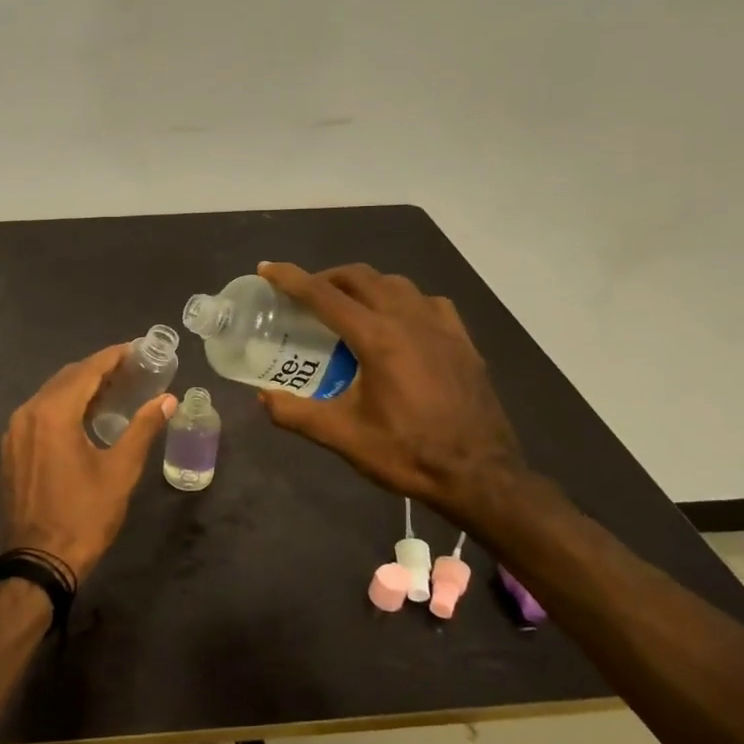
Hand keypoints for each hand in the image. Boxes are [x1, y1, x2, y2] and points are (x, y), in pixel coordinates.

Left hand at [2, 344, 175, 584]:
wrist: (39, 561)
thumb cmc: (84, 515)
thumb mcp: (120, 471)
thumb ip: (143, 428)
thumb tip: (168, 399)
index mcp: (53, 413)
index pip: (87, 371)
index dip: (114, 357)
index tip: (138, 349)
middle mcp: (28, 413)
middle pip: (66, 378)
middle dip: (98, 370)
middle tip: (131, 369)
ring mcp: (15, 432)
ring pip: (50, 395)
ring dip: (80, 388)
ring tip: (113, 390)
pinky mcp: (12, 449)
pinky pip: (39, 414)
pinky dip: (63, 407)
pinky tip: (84, 416)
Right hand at [256, 262, 525, 517]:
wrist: (480, 475)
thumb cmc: (408, 453)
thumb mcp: (343, 438)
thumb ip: (296, 414)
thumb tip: (263, 398)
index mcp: (377, 339)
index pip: (324, 296)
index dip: (291, 279)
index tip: (267, 268)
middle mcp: (409, 321)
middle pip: (361, 278)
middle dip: (327, 277)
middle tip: (304, 295)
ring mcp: (441, 328)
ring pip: (396, 284)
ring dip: (364, 285)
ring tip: (347, 306)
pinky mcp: (462, 341)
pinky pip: (427, 302)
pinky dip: (402, 300)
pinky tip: (398, 321)